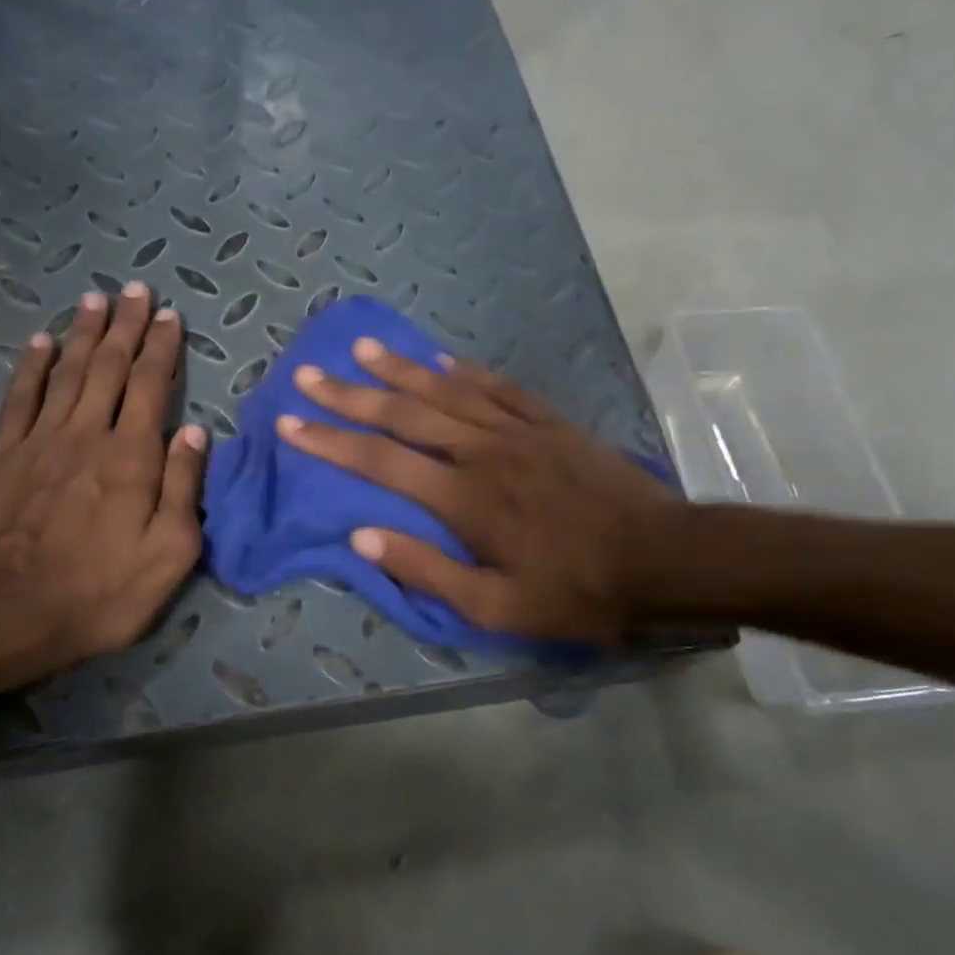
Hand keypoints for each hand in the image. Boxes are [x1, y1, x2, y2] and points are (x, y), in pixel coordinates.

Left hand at [0, 281, 206, 684]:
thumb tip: (195, 431)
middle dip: (127, 327)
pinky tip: (41, 342)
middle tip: (137, 291)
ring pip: (67, 373)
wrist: (6, 615)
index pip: (152, 387)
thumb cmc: (100, 592)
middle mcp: (87, 435)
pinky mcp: (2, 457)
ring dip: (85, 334)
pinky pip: (20, 399)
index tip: (170, 317)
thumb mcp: (169, 553)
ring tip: (97, 300)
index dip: (162, 349)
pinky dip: (33, 367)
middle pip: (110, 368)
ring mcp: (39, 442)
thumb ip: (183, 487)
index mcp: (132, 458)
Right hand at [276, 340, 675, 646]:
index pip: (380, 460)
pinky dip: (466, 370)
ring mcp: (518, 430)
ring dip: (401, 369)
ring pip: (447, 389)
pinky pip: (498, 386)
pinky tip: (442, 359)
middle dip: (351, 395)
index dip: (330, 441)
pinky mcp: (550, 422)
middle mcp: (482, 451)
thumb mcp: (497, 606)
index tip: (291, 423)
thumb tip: (362, 536)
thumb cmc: (577, 592)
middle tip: (309, 375)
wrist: (663, 559)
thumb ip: (426, 570)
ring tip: (362, 348)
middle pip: (404, 413)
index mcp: (463, 497)